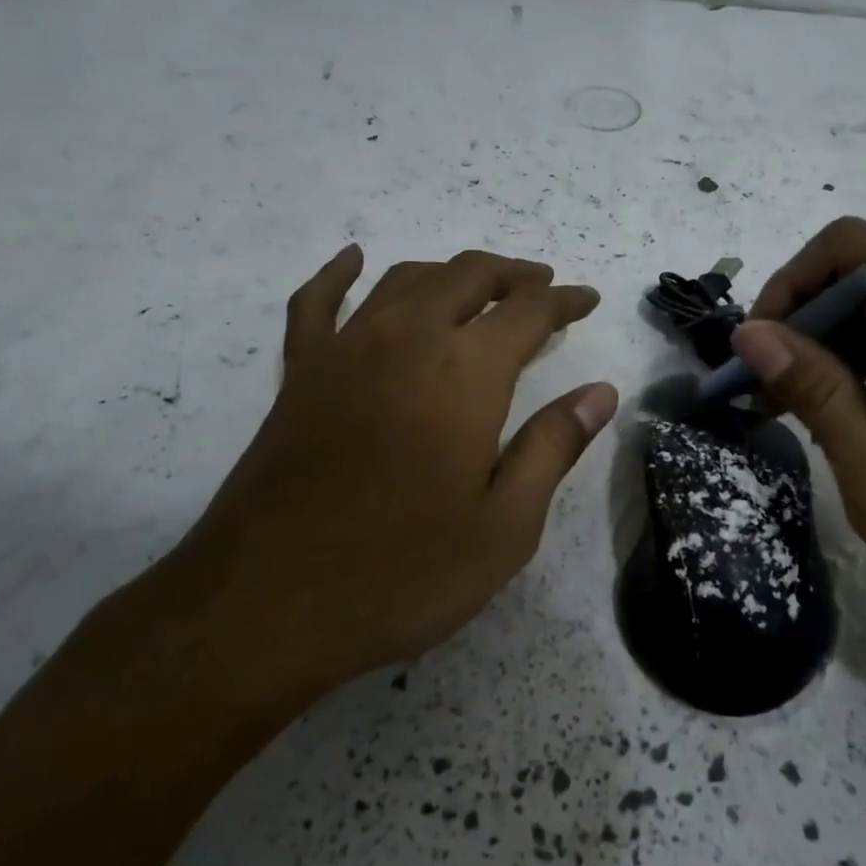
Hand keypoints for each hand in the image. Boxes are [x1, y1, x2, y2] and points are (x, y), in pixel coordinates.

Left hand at [157, 246, 616, 733]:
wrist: (265, 606)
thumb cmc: (402, 572)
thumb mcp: (505, 526)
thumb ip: (554, 446)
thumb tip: (600, 392)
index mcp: (466, 371)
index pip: (529, 310)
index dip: (564, 300)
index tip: (588, 300)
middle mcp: (408, 338)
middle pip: (469, 276)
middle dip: (513, 275)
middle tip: (541, 288)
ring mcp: (346, 349)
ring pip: (407, 280)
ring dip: (451, 273)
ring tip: (479, 287)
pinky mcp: (300, 373)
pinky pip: (317, 303)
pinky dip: (337, 274)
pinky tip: (351, 259)